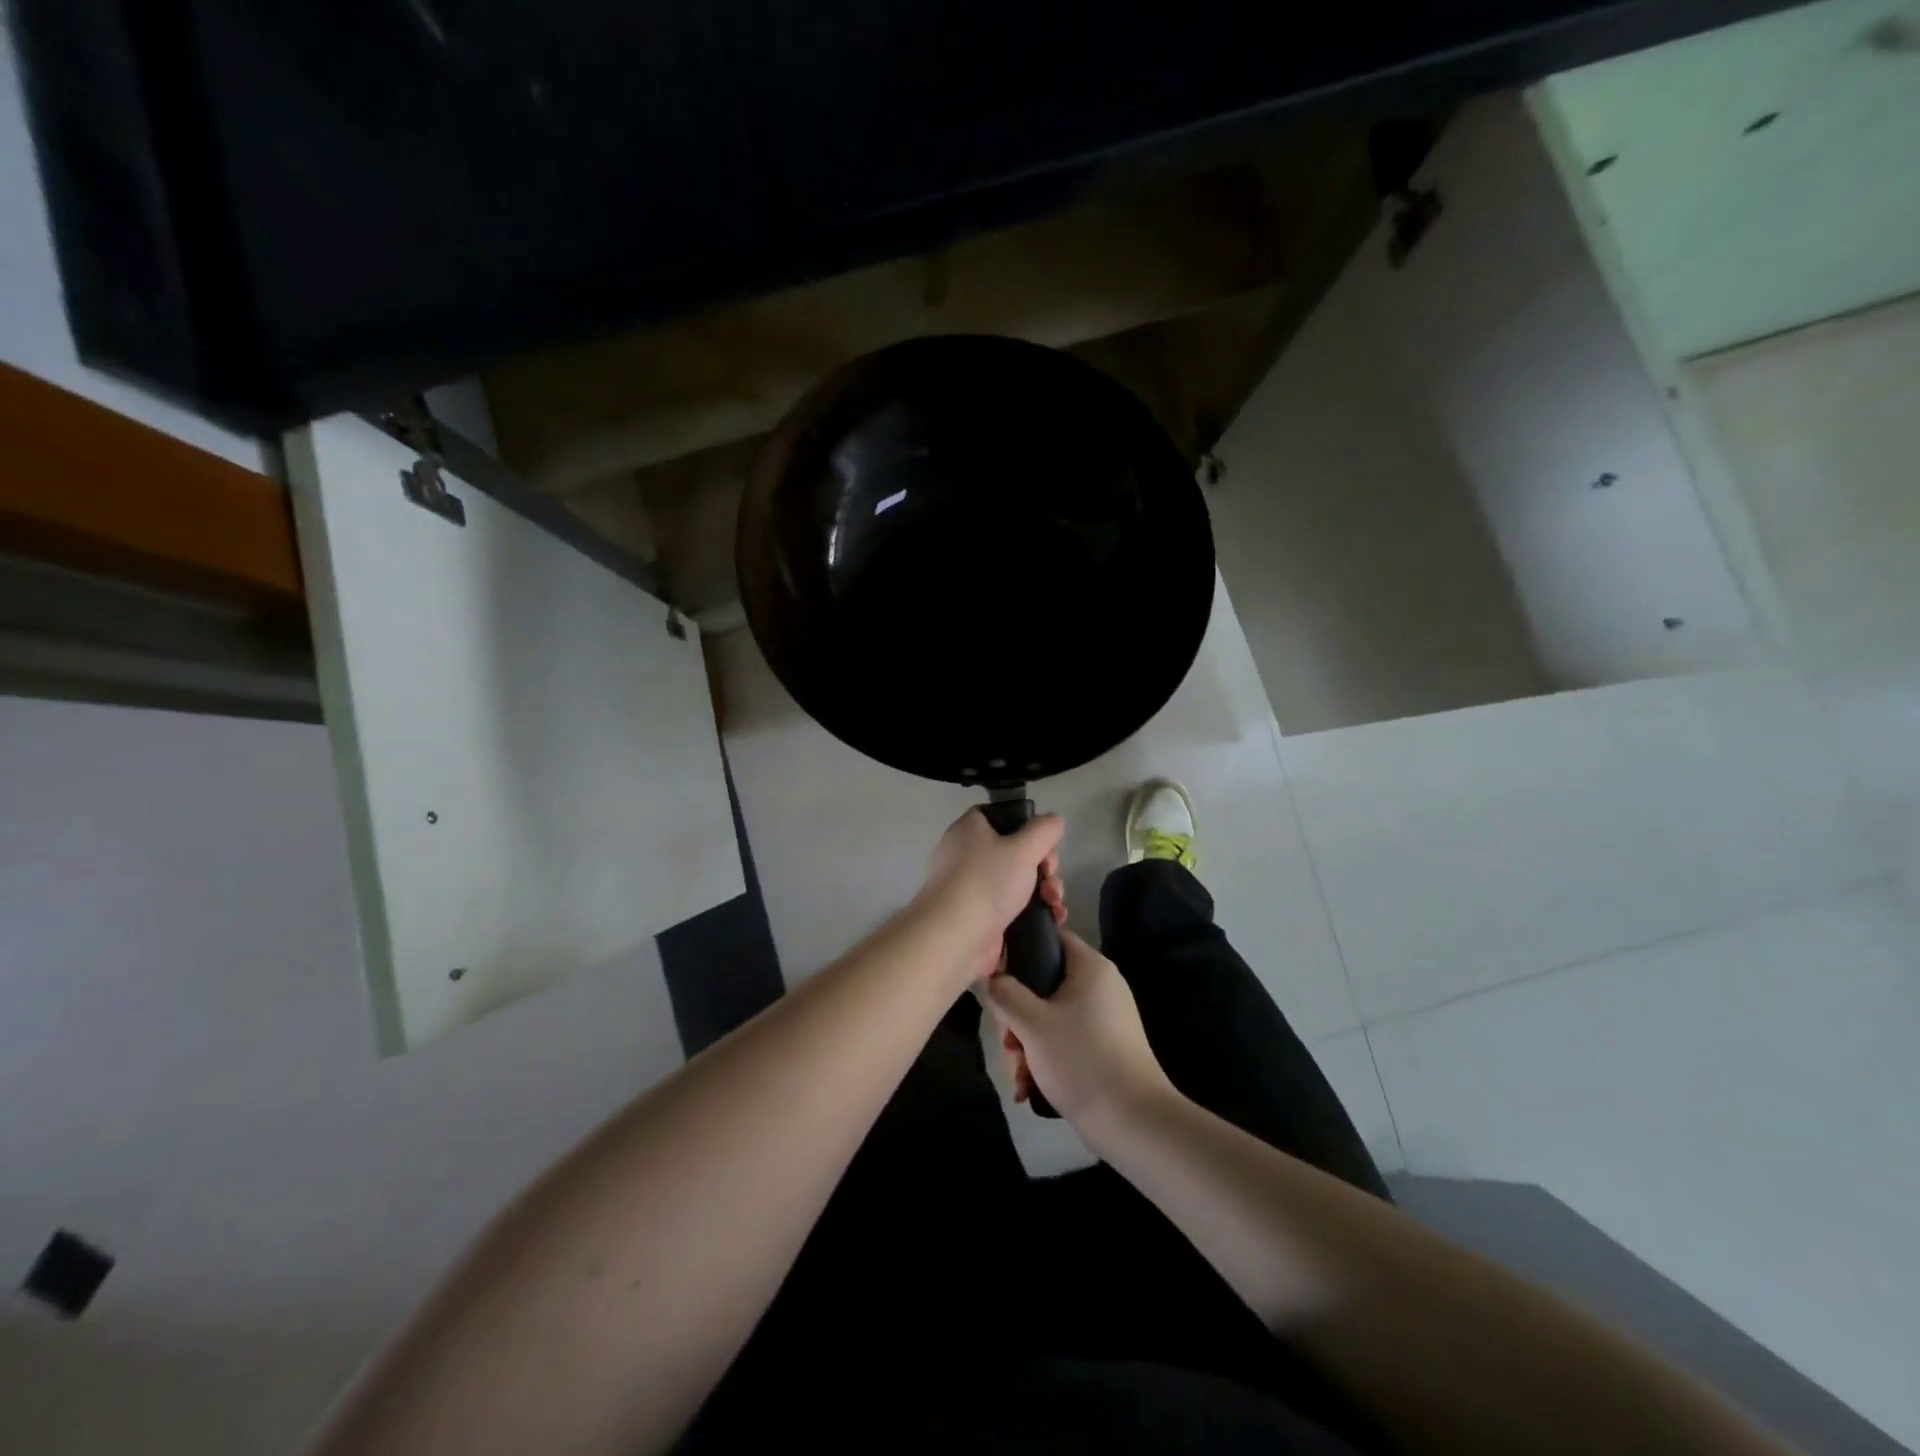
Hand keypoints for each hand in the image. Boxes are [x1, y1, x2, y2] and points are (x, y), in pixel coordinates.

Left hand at [919, 808, 1066, 984]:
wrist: (954, 937)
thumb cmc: (987, 881)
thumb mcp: (1023, 848)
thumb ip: (1044, 830)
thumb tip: (1054, 821)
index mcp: (970, 830)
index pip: (1000, 817)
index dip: (1026, 826)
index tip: (1044, 843)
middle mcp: (967, 855)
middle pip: (1015, 851)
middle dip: (1043, 865)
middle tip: (1050, 877)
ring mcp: (972, 888)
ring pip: (1017, 881)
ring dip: (1044, 890)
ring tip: (1055, 904)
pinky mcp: (980, 916)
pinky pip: (1012, 906)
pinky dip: (1033, 911)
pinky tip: (1053, 918)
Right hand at [985, 929, 1176, 1126]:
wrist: (1134, 1122)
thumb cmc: (1081, 1059)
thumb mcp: (1032, 1023)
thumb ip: (1005, 993)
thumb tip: (994, 978)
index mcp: (1090, 967)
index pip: (1050, 937)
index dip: (1019, 951)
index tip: (996, 979)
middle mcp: (1100, 985)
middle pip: (1043, 983)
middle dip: (1016, 1016)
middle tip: (1008, 1044)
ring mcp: (1104, 1017)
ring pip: (1049, 1016)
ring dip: (1026, 1043)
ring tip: (1018, 1076)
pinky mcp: (1104, 1046)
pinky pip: (1064, 1039)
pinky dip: (1044, 1058)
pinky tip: (1029, 1087)